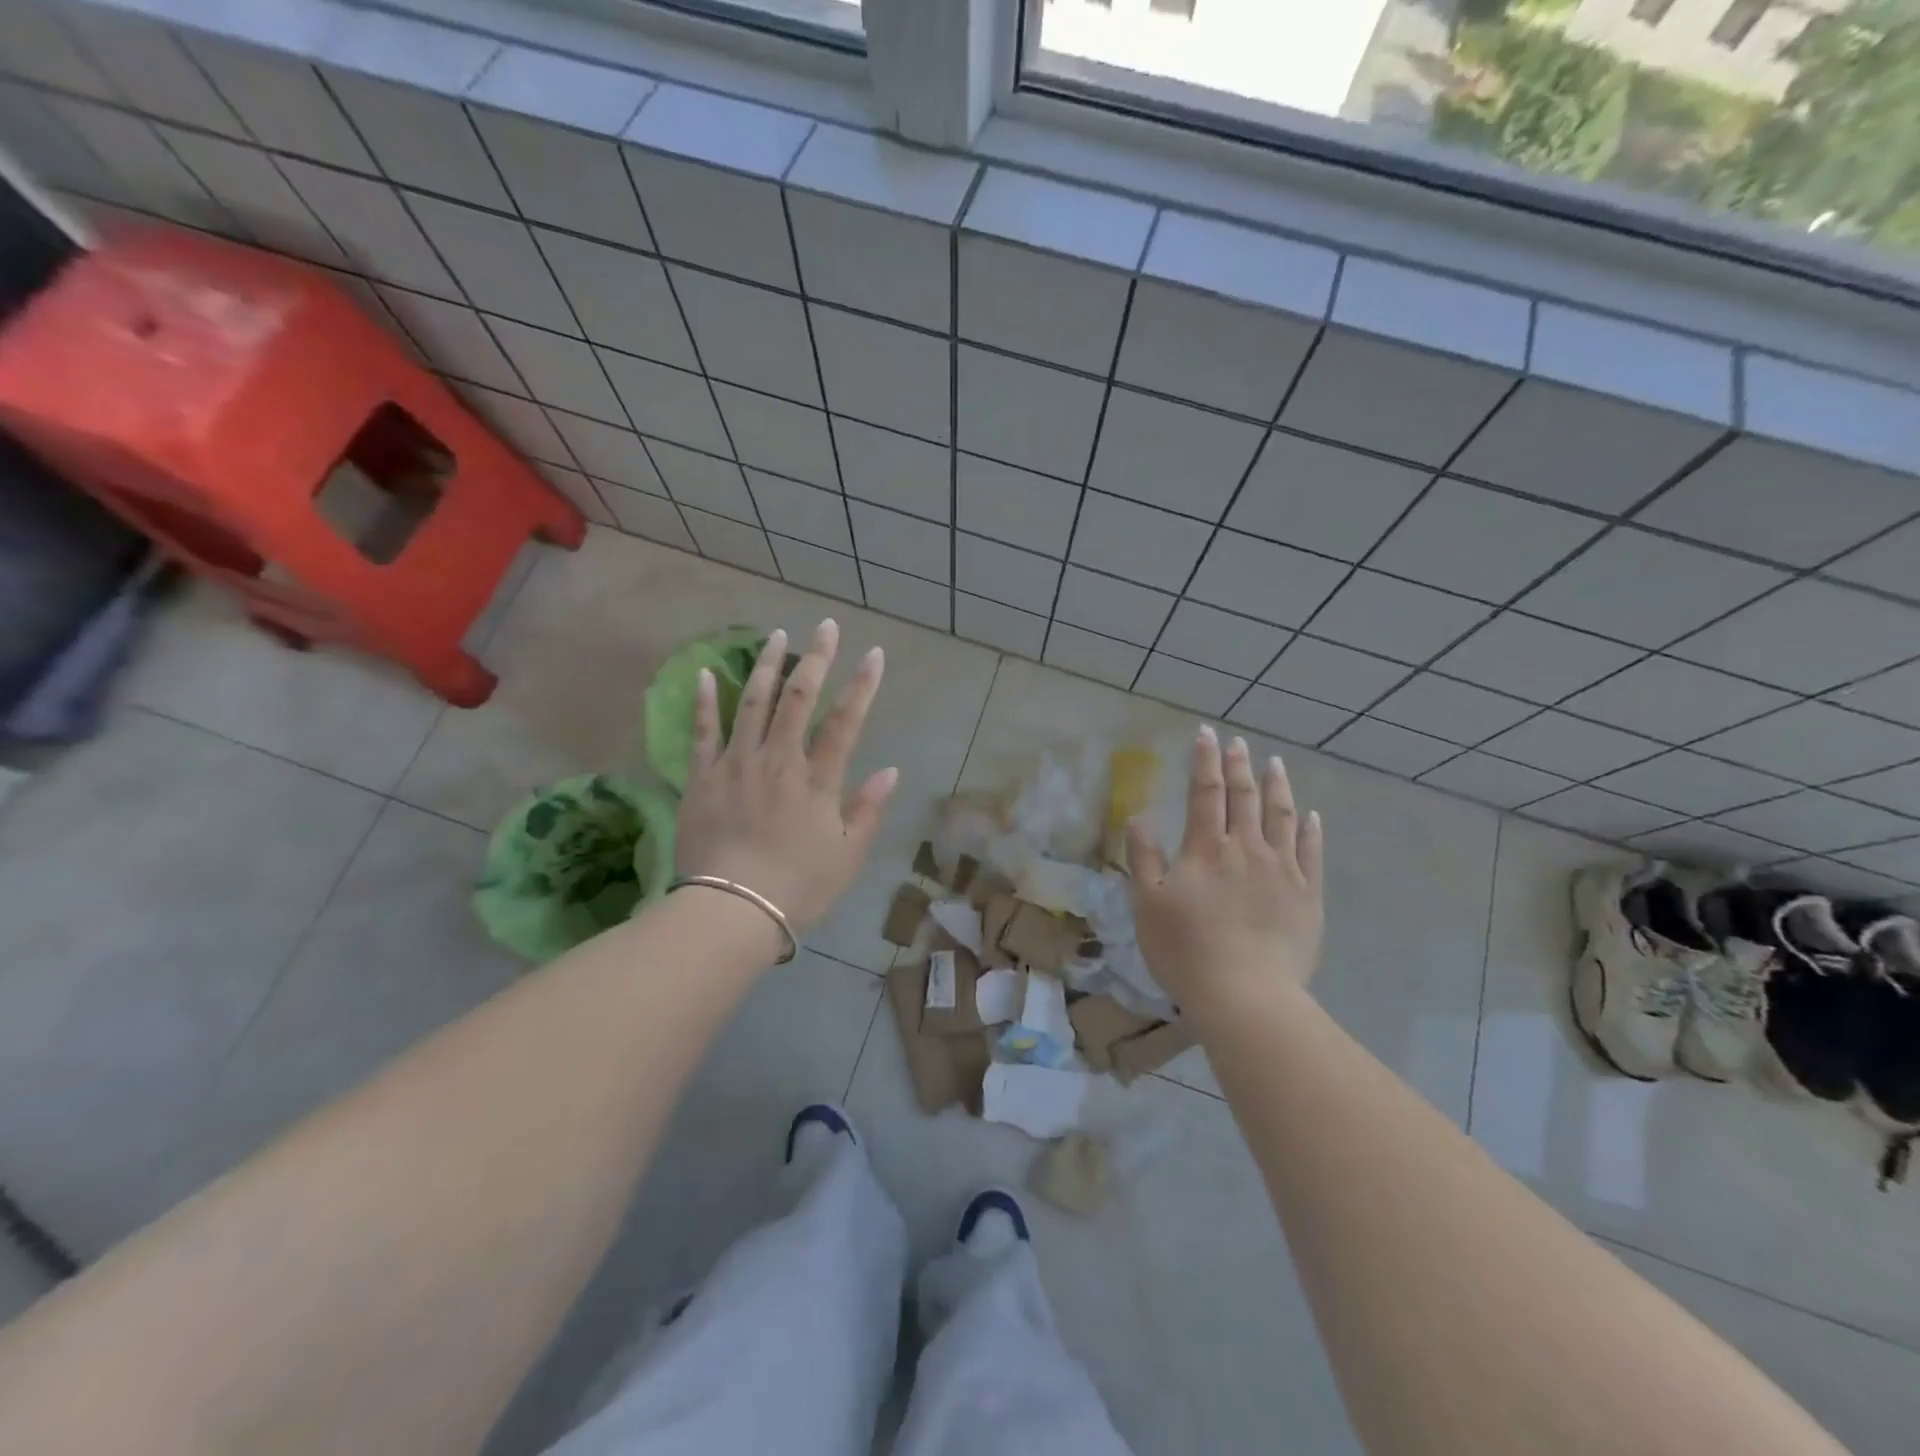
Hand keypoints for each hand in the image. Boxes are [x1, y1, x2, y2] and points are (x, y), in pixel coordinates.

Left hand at [675, 620, 896, 932]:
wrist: (731, 911)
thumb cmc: (798, 887)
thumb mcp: (848, 856)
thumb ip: (868, 810)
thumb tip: (891, 770)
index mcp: (817, 780)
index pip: (846, 721)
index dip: (862, 685)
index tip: (874, 654)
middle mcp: (778, 761)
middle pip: (799, 699)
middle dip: (816, 658)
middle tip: (826, 625)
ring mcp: (736, 764)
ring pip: (752, 703)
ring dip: (766, 666)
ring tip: (776, 635)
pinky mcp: (702, 778)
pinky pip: (703, 732)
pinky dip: (705, 701)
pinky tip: (704, 672)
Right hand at [1127, 726, 1324, 1015]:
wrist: (1245, 994)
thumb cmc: (1186, 949)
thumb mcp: (1148, 904)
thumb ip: (1144, 857)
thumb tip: (1139, 817)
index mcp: (1206, 849)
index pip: (1205, 792)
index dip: (1205, 760)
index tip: (1206, 733)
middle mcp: (1247, 849)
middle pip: (1244, 797)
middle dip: (1239, 765)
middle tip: (1238, 742)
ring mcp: (1282, 871)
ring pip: (1282, 817)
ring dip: (1277, 787)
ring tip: (1275, 764)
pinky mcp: (1307, 895)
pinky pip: (1312, 853)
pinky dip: (1311, 829)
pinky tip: (1311, 815)